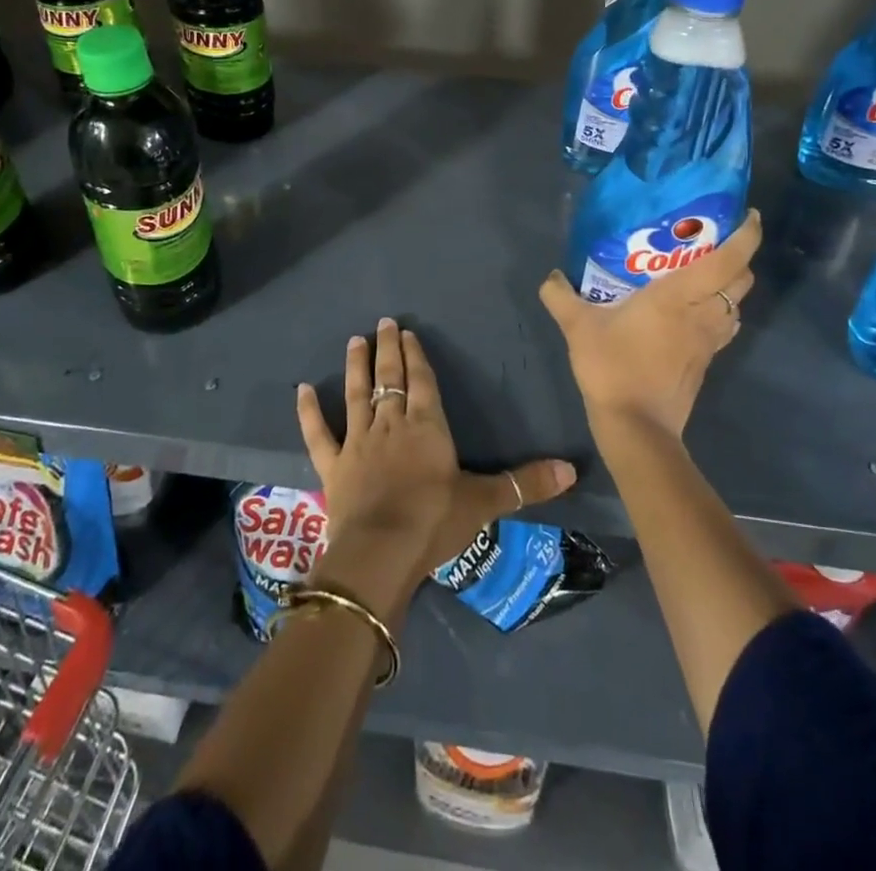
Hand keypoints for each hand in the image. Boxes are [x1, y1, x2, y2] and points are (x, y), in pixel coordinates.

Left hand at [297, 320, 576, 614]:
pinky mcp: (333, 465)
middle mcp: (391, 424)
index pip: (421, 381)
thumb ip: (526, 484)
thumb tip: (574, 469)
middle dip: (388, 349)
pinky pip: (318, 432)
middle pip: (389, 378)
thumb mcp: (485, 502)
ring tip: (354, 341)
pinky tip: (302, 388)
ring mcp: (359, 442)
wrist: (381, 552)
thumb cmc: (435, 522)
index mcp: (427, 426)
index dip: (416, 356)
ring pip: (356, 394)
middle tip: (383, 323)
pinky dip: (309, 411)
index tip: (408, 332)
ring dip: (356, 366)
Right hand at [539, 209, 760, 441]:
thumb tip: (551, 276)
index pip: (729, 259)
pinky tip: (693, 313)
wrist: (636, 426)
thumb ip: (560, 296)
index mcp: (680, 296)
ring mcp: (709, 340)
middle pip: (742, 279)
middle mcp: (704, 313)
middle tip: (711, 243)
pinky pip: (724, 326)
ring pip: (737, 304)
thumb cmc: (613, 367)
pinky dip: (720, 311)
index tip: (749, 215)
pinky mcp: (707, 361)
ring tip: (702, 275)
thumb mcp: (578, 327)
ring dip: (729, 287)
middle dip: (737, 257)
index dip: (747, 235)